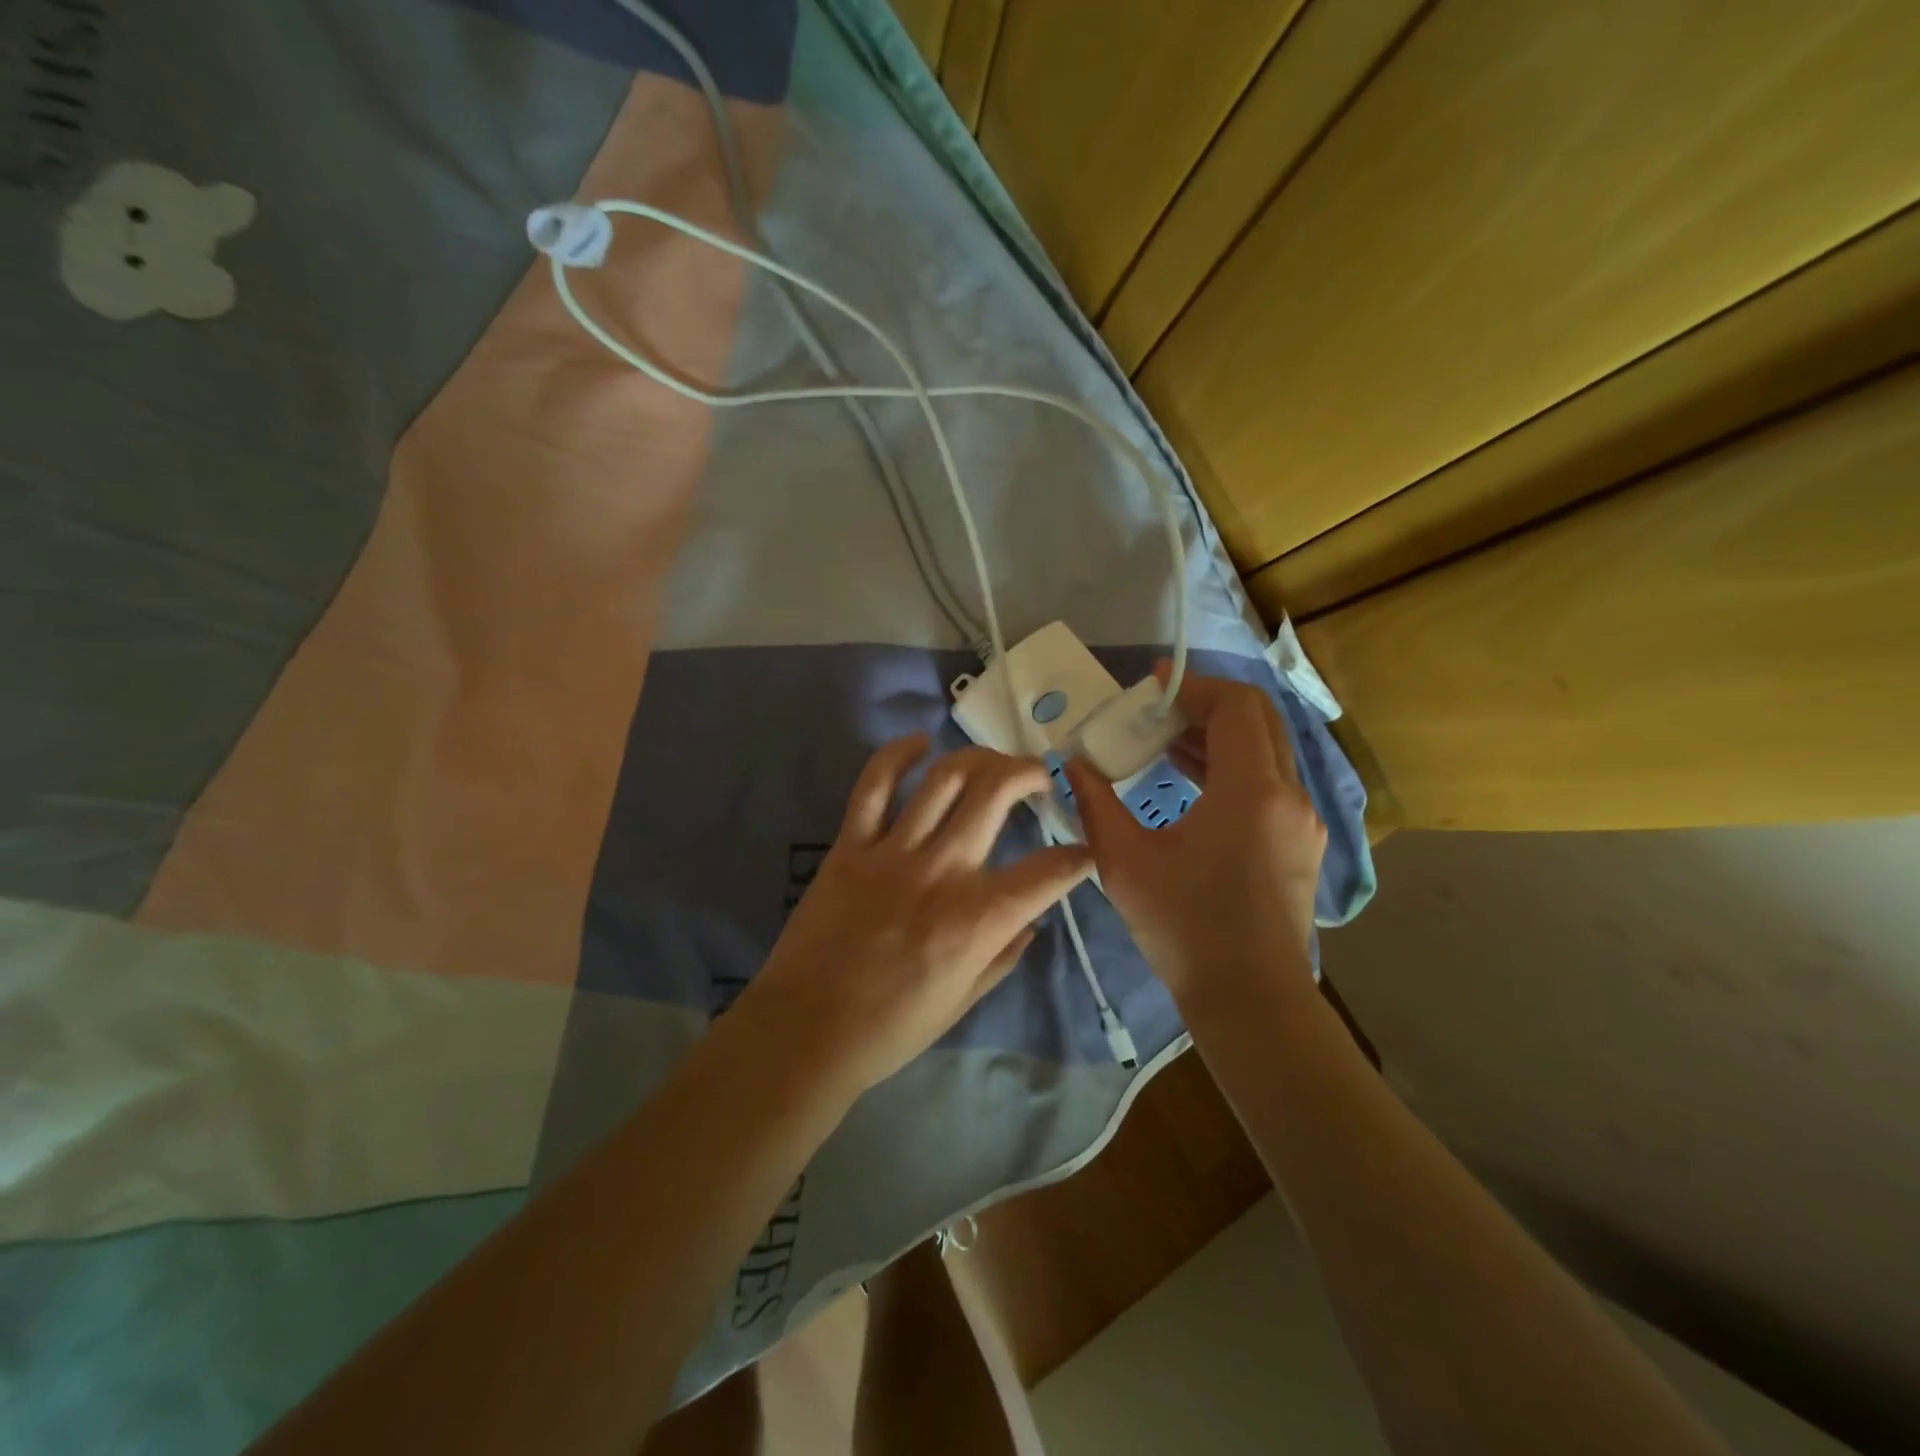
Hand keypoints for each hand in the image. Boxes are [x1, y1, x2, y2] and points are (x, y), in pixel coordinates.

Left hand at [731, 736, 1092, 1099]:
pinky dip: (897, 755)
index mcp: (978, 920)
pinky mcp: (850, 845)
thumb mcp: (964, 1001)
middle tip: (1041, 776)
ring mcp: (893, 851)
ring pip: (944, 777)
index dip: (1079, 855)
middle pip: (996, 793)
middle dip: (1031, 773)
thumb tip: (1030, 920)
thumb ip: (1003, 954)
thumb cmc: (891, 1027)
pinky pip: (874, 784)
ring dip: (978, 758)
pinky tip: (920, 743)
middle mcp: (942, 871)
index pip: (1048, 872)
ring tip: (993, 762)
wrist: (806, 1030)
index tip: (1085, 848)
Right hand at [1066, 666, 1325, 1007]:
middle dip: (1206, 705)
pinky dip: (1234, 766)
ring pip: (1267, 750)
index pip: (1234, 706)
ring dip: (1220, 736)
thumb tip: (1073, 764)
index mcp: (1251, 790)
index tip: (1152, 683)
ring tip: (1165, 742)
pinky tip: (1192, 782)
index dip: (1192, 686)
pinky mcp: (1301, 843)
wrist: (1249, 998)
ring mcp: (1303, 820)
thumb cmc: (1184, 927)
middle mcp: (1289, 794)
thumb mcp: (1124, 861)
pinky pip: (1271, 781)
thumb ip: (1095, 802)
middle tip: (1157, 711)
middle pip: (1258, 719)